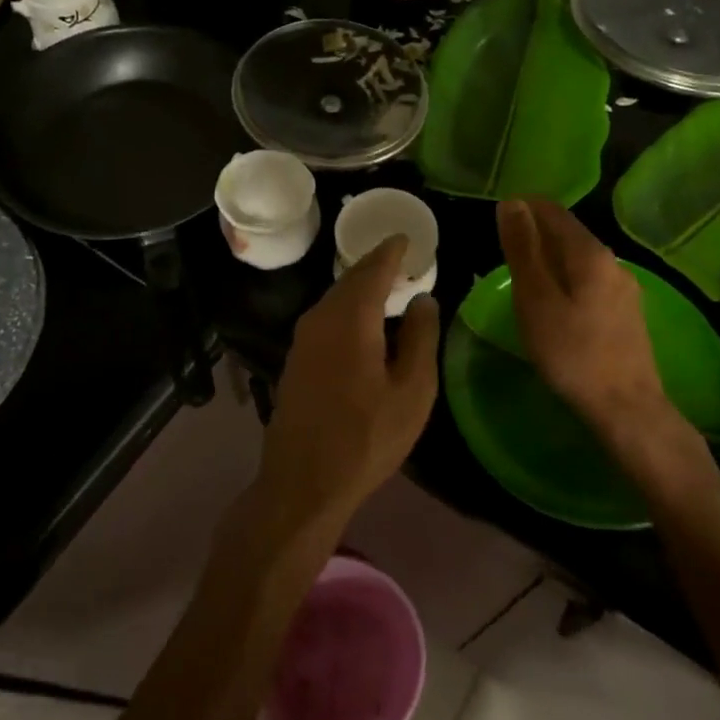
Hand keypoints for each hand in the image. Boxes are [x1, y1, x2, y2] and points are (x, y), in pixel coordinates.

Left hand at [250, 236, 440, 536]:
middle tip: (402, 260)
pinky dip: (348, 310)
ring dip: (360, 289)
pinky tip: (363, 324)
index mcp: (351, 319)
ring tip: (388, 288)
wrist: (303, 482)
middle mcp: (320, 318)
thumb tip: (424, 299)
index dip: (391, 250)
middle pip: (350, 280)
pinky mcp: (295, 360)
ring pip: (335, 299)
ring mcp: (302, 340)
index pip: (373, 268)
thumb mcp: (412, 391)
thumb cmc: (367, 437)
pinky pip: (326, 319)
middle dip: (376, 266)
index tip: (406, 237)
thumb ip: (421, 338)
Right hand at [496, 197, 667, 428]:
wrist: (625, 406)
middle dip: (536, 233)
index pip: (553, 212)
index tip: (497, 219)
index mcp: (591, 254)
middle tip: (502, 250)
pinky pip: (590, 281)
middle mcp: (613, 262)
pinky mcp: (627, 313)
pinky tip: (554, 301)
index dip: (523, 208)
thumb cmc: (572, 352)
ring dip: (550, 258)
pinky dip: (566, 279)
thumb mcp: (535, 299)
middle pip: (570, 234)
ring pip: (580, 259)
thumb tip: (512, 203)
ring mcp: (625, 288)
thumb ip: (523, 250)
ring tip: (522, 276)